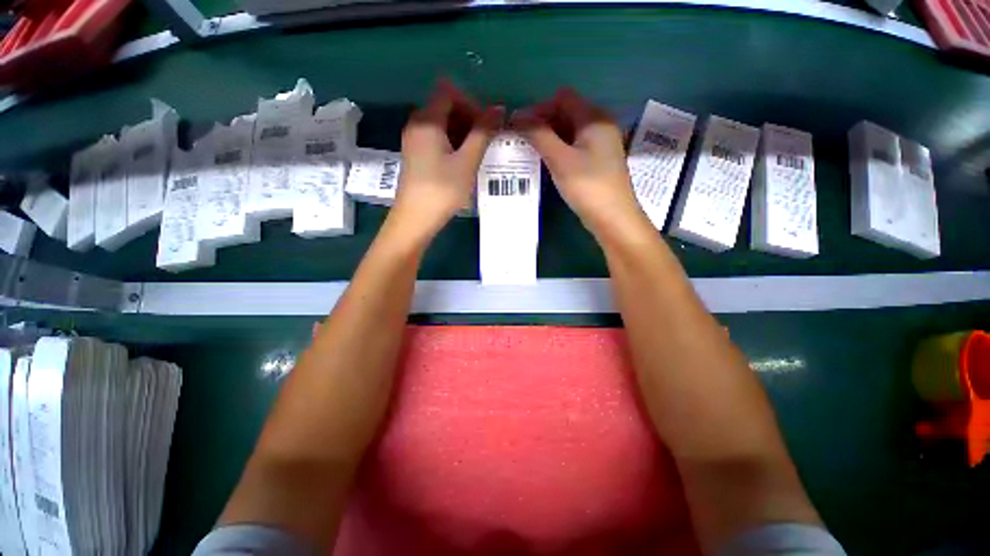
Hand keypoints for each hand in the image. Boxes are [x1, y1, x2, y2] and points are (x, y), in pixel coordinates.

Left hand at [389, 80, 503, 241]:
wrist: (415, 220)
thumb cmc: (442, 190)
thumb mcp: (467, 162)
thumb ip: (483, 133)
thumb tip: (499, 108)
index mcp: (426, 120)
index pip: (450, 92)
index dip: (472, 104)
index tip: (486, 127)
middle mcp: (416, 124)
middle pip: (445, 107)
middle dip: (469, 120)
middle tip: (485, 143)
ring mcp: (413, 141)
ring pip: (442, 125)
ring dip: (462, 134)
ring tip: (476, 155)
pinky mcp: (415, 156)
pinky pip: (436, 139)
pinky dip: (452, 144)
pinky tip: (462, 163)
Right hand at [512, 88, 640, 237]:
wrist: (613, 218)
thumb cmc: (588, 186)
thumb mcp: (560, 159)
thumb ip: (539, 136)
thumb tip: (517, 117)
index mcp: (594, 118)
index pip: (562, 98)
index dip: (539, 108)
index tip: (519, 126)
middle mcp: (599, 126)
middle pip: (566, 113)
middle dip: (542, 124)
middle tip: (521, 141)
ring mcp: (599, 145)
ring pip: (569, 132)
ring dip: (548, 138)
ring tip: (529, 152)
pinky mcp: (596, 162)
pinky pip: (574, 147)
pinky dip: (558, 150)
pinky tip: (546, 162)